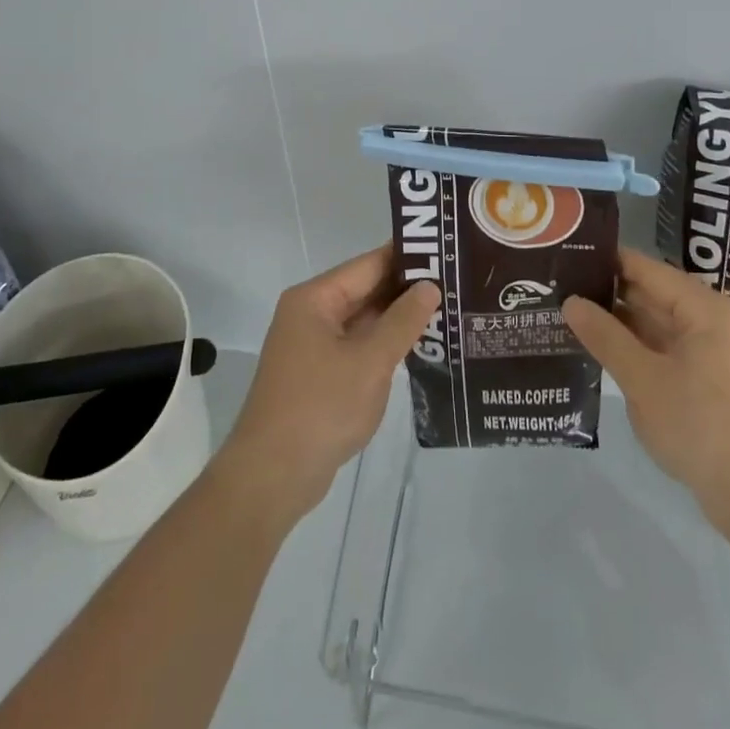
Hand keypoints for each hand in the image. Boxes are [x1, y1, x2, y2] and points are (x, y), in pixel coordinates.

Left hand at [216, 248, 438, 527]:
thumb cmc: (321, 407)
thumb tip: (430, 286)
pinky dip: (384, 346)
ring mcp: (313, 346)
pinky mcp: (319, 375)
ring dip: (398, 320)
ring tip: (448, 312)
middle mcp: (311, 314)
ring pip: (364, 321)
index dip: (407, 258)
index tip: (447, 252)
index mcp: (315, 299)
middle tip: (457, 284)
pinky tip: (420, 349)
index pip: (369, 265)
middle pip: (365, 290)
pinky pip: (358, 347)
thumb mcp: (370, 361)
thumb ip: (403, 321)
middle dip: (407, 290)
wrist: (272, 476)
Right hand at [564, 249, 729, 513]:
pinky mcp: (720, 380)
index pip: (647, 269)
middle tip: (563, 289)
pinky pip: (674, 349)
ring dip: (625, 324)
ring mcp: (721, 352)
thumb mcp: (643, 381)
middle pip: (656, 294)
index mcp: (707, 309)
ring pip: (663, 325)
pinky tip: (609, 352)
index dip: (607, 261)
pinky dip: (643, 348)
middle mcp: (718, 321)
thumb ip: (605, 337)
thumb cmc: (701, 427)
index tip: (568, 257)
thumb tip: (571, 301)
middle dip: (612, 294)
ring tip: (576, 317)